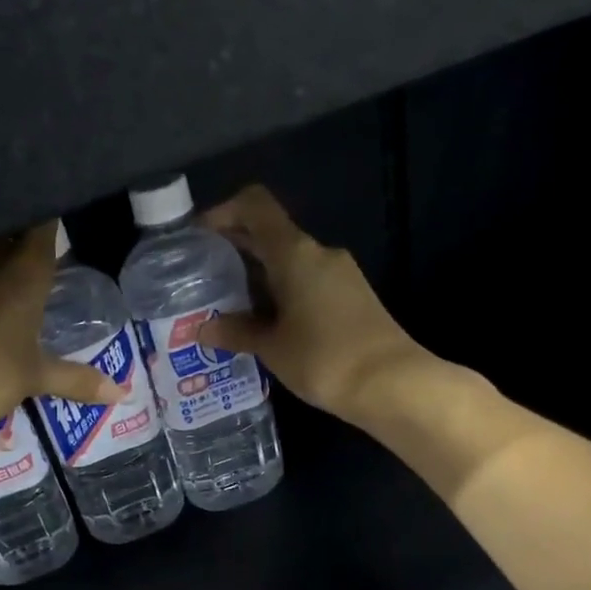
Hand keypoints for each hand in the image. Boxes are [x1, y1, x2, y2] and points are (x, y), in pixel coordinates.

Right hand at [198, 187, 422, 420]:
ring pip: (288, 262)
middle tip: (203, 278)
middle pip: (270, 234)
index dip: (223, 211)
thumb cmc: (324, 359)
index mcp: (294, 253)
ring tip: (229, 307)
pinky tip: (265, 324)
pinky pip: (306, 282)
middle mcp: (318, 253)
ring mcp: (339, 274)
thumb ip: (236, 332)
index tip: (199, 237)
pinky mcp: (351, 296)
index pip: (255, 206)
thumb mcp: (272, 347)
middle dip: (235, 251)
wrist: (392, 383)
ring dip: (258, 277)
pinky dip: (280, 293)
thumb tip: (204, 328)